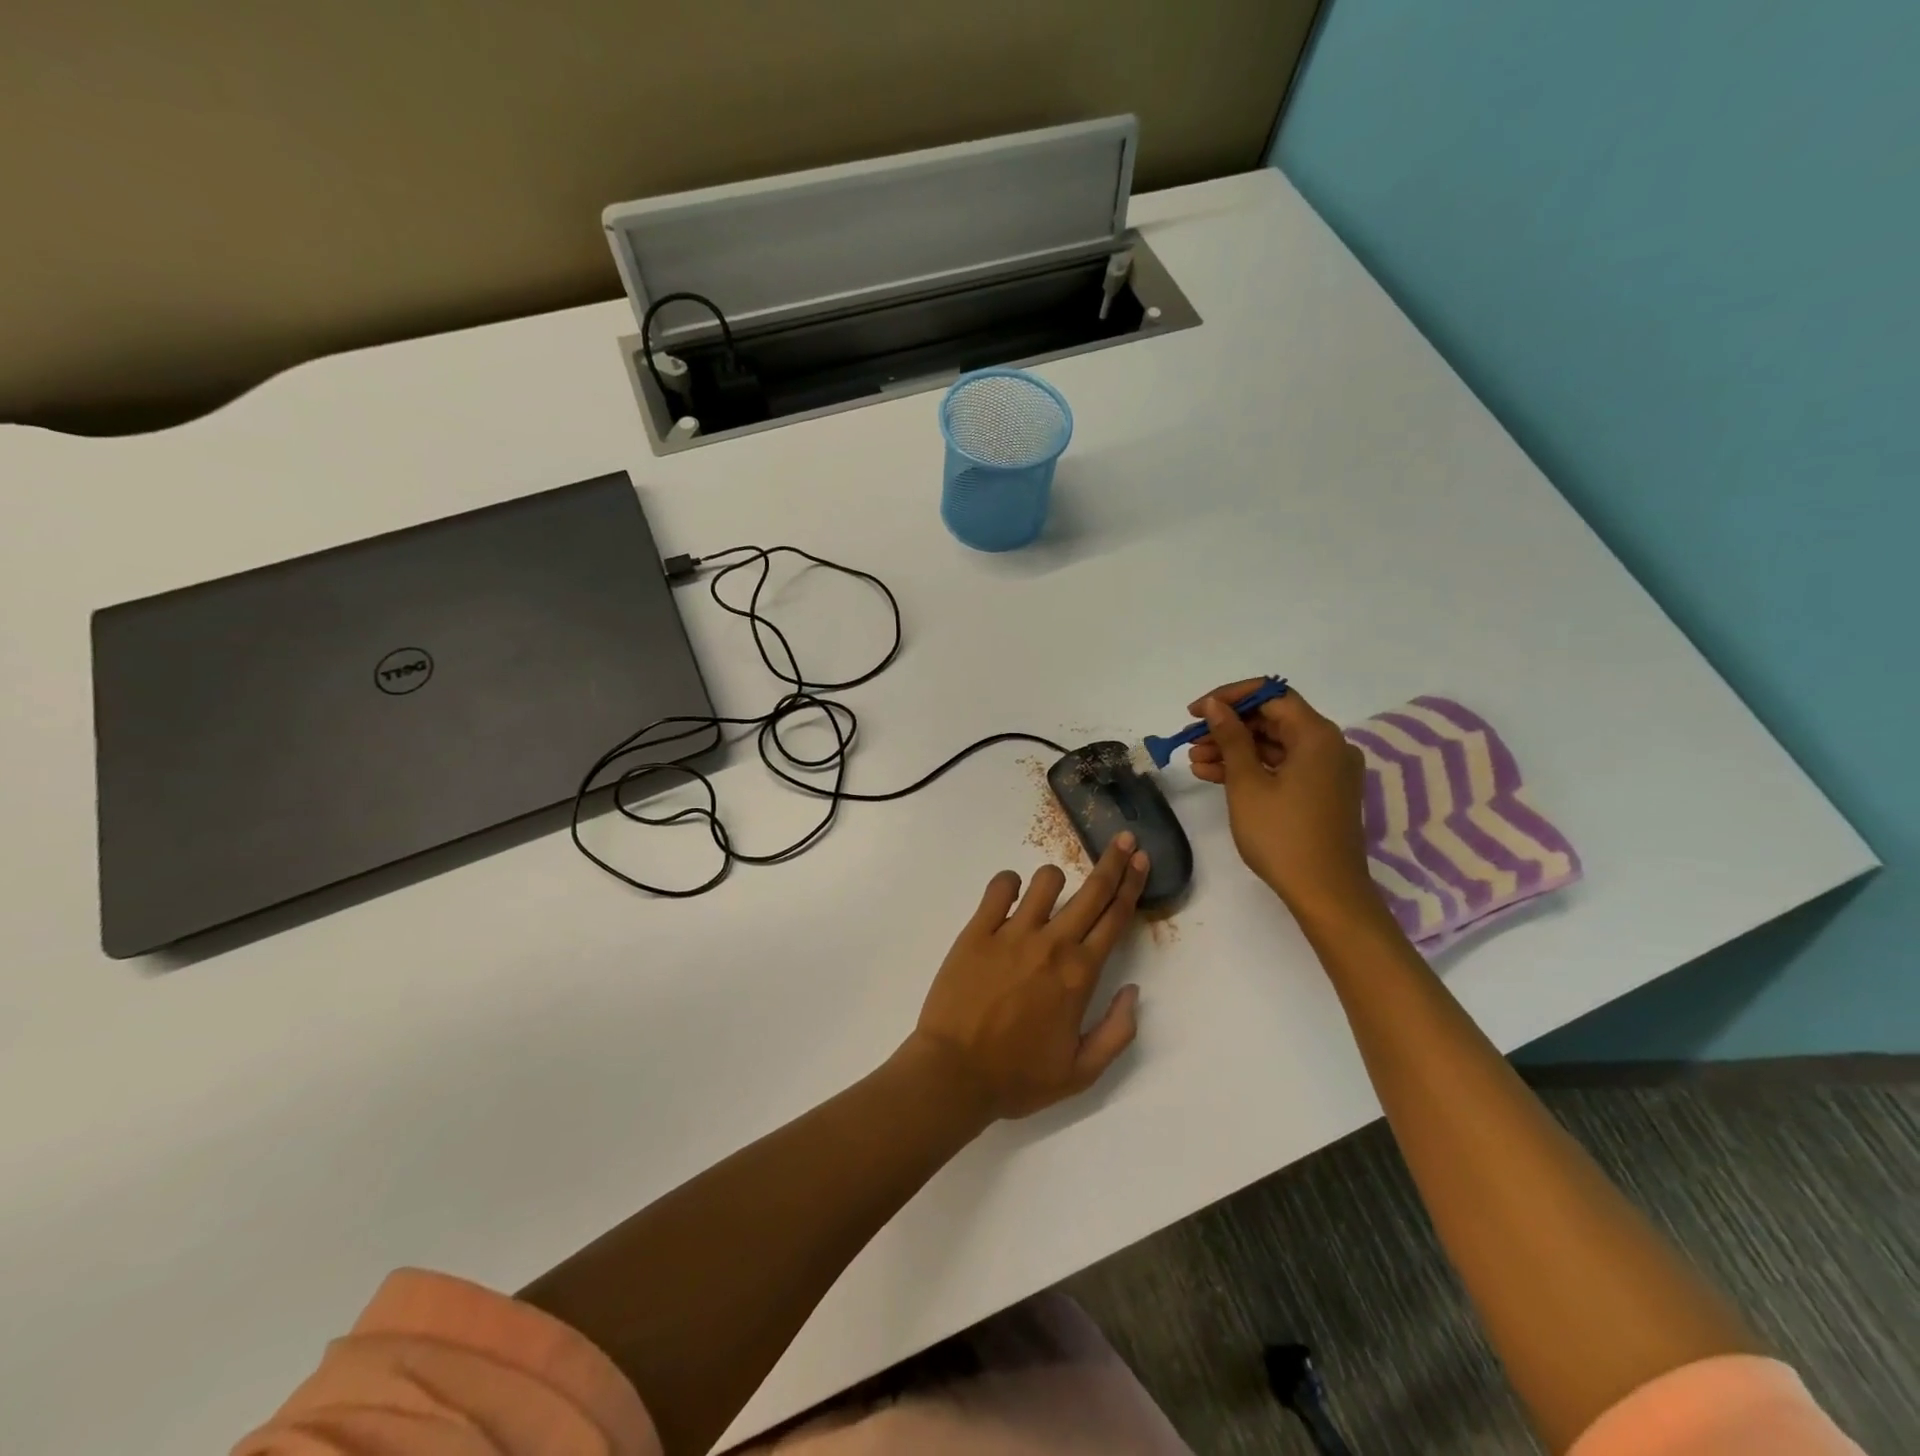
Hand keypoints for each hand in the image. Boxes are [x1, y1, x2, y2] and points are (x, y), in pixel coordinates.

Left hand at [910, 836, 1148, 1120]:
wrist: (954, 1074)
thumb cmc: (1018, 1077)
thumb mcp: (1082, 1072)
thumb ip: (1118, 1031)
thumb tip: (1132, 990)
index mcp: (1080, 975)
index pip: (1115, 918)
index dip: (1132, 885)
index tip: (1141, 860)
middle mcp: (1052, 944)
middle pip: (1091, 891)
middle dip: (1113, 862)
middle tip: (1123, 840)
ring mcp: (1012, 932)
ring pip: (1045, 881)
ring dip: (1055, 880)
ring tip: (1051, 892)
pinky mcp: (977, 929)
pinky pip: (999, 887)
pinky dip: (1009, 884)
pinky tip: (1010, 895)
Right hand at [1186, 681, 1376, 923]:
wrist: (1326, 893)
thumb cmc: (1283, 835)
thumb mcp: (1247, 784)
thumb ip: (1230, 738)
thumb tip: (1216, 706)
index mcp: (1317, 736)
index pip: (1272, 695)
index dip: (1230, 697)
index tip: (1196, 712)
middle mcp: (1329, 746)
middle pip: (1273, 720)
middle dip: (1229, 728)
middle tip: (1191, 740)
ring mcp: (1328, 771)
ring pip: (1275, 746)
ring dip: (1235, 750)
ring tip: (1195, 762)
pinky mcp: (1322, 792)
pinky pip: (1283, 767)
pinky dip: (1252, 768)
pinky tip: (1215, 776)